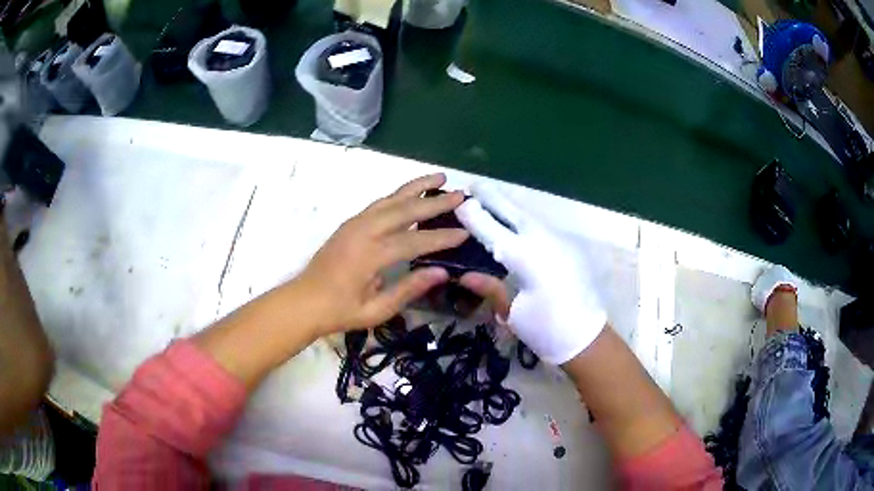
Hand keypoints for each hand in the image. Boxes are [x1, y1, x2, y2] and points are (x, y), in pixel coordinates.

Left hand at [295, 174, 468, 334]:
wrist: (303, 301)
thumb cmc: (339, 311)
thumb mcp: (376, 310)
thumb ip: (408, 289)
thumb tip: (441, 272)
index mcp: (369, 255)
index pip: (413, 241)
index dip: (441, 238)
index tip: (465, 232)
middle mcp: (363, 231)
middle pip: (405, 209)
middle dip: (435, 201)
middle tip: (461, 195)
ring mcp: (355, 223)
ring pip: (391, 199)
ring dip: (416, 187)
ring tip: (440, 177)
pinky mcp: (350, 223)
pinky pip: (379, 203)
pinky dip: (399, 194)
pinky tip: (411, 193)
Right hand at [455, 183, 605, 364]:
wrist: (587, 338)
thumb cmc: (546, 330)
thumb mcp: (513, 313)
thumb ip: (490, 289)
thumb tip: (463, 274)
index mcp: (526, 259)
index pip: (493, 232)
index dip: (474, 217)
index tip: (459, 202)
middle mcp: (544, 242)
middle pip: (513, 213)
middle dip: (492, 198)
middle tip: (474, 185)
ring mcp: (559, 242)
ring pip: (529, 216)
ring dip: (509, 205)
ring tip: (491, 196)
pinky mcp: (568, 247)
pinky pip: (541, 225)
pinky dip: (523, 217)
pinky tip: (515, 218)